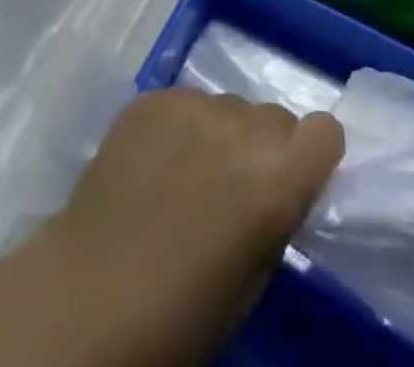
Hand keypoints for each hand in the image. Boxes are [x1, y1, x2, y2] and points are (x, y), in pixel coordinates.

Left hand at [26, 90, 342, 365]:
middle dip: (262, 146)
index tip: (293, 179)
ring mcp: (194, 104)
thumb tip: (278, 186)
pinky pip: (183, 103)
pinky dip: (177, 127)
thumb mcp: (252, 277)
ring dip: (219, 133)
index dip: (311, 155)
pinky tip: (152, 164)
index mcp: (278, 176)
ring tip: (186, 174)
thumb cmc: (181, 315)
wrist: (88, 299)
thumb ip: (275, 214)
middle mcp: (243, 126)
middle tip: (232, 186)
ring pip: (227, 106)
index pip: (325, 130)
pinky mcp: (152, 97)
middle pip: (273, 117)